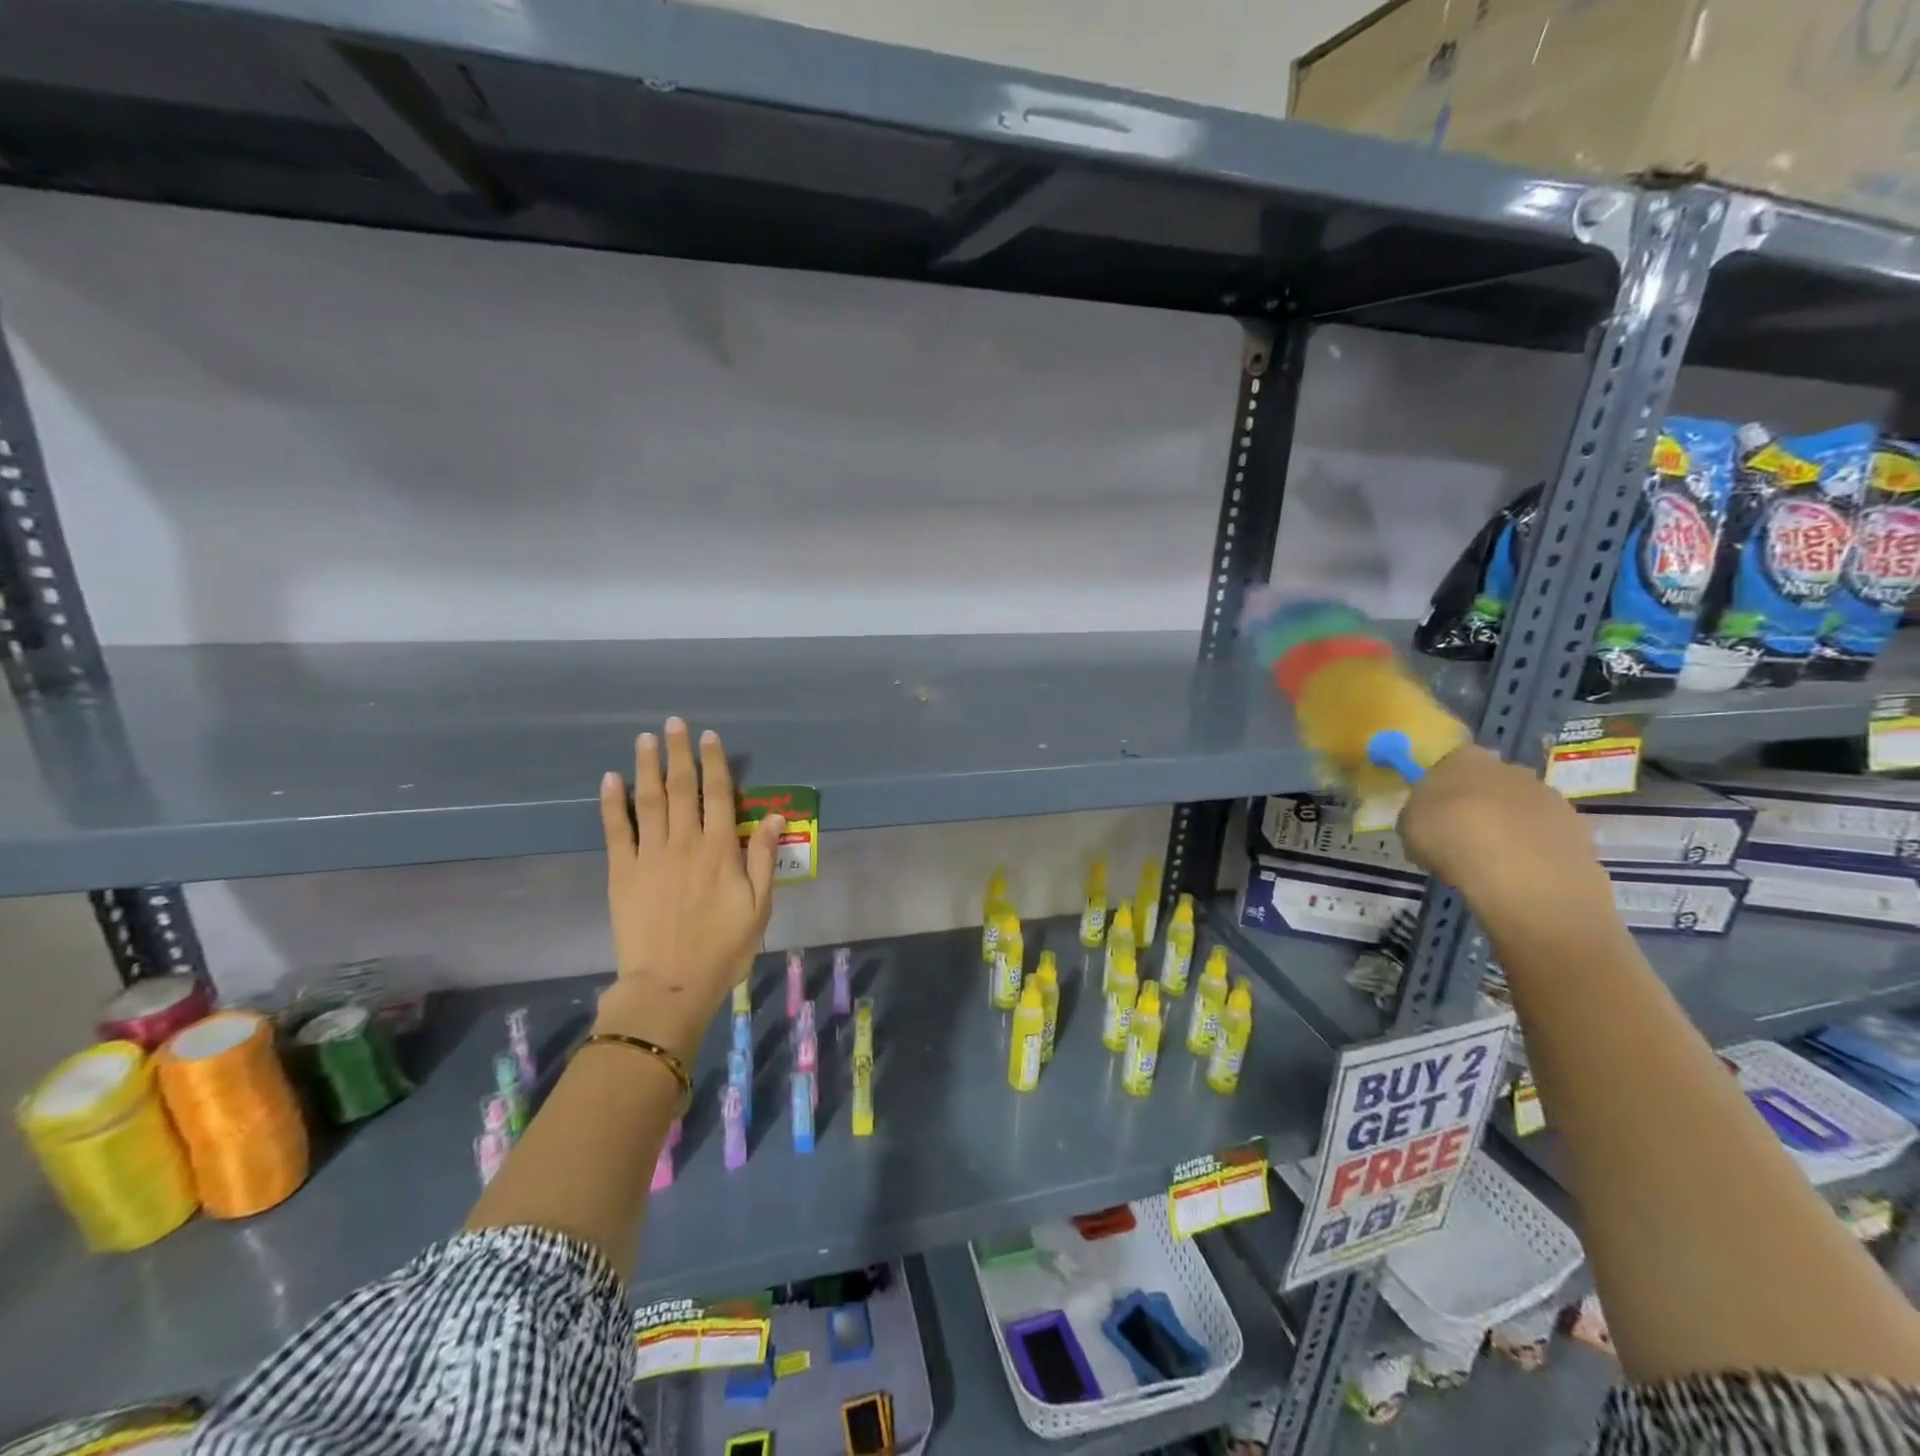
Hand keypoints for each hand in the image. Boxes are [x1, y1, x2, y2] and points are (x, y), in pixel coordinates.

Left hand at [594, 718, 782, 1059]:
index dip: (715, 762)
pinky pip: (616, 830)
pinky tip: (610, 779)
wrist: (669, 985)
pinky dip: (612, 803)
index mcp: (719, 849)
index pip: (718, 794)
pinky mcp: (621, 872)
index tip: (710, 737)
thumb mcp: (759, 905)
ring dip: (647, 766)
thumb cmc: (723, 947)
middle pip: (682, 787)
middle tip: (673, 724)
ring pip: (648, 800)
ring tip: (645, 739)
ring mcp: (649, 855)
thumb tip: (774, 815)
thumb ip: (763, 857)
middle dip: (679, 753)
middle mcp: (684, 842)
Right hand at [1397, 744, 1611, 917]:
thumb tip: (1427, 819)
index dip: (1440, 788)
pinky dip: (1532, 851)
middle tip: (1460, 838)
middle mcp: (1510, 767)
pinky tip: (1518, 875)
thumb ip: (1418, 815)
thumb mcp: (1408, 825)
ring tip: (1490, 863)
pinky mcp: (1577, 828)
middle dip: (1478, 805)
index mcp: (1464, 758)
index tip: (1432, 814)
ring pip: (1520, 809)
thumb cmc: (1450, 837)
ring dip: (1508, 828)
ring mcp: (1549, 797)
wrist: (1520, 872)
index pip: (1450, 762)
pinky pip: (1544, 836)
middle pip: (1490, 783)